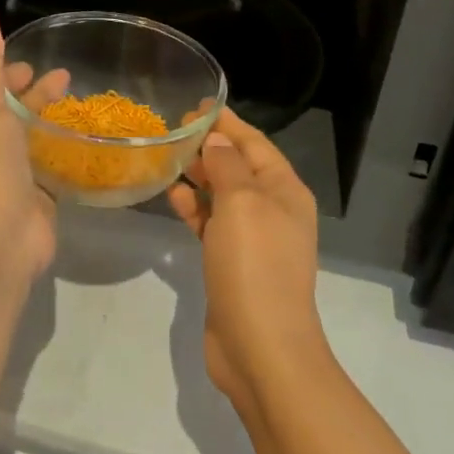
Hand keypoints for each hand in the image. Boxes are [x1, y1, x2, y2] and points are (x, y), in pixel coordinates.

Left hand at [0, 5, 65, 281]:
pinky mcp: (34, 198)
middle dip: (32, 93)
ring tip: (82, 105)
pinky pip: (49, 167)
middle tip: (65, 76)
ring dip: (49, 120)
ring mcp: (9, 175)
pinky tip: (88, 144)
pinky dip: (63, 152)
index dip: (2, 71)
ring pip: (30, 138)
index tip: (29, 58)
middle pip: (8, 111)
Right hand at [167, 111, 326, 414]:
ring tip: (168, 158)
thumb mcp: (241, 204)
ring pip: (223, 195)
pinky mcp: (233, 263)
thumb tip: (217, 141)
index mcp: (285, 191)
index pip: (255, 143)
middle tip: (173, 131)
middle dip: (210, 147)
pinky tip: (173, 197)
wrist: (261, 348)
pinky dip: (195, 208)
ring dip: (199, 176)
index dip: (227, 123)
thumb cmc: (255, 265)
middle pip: (240, 167)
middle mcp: (273, 210)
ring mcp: (254, 239)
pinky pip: (213, 224)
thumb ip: (227, 166)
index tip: (196, 105)